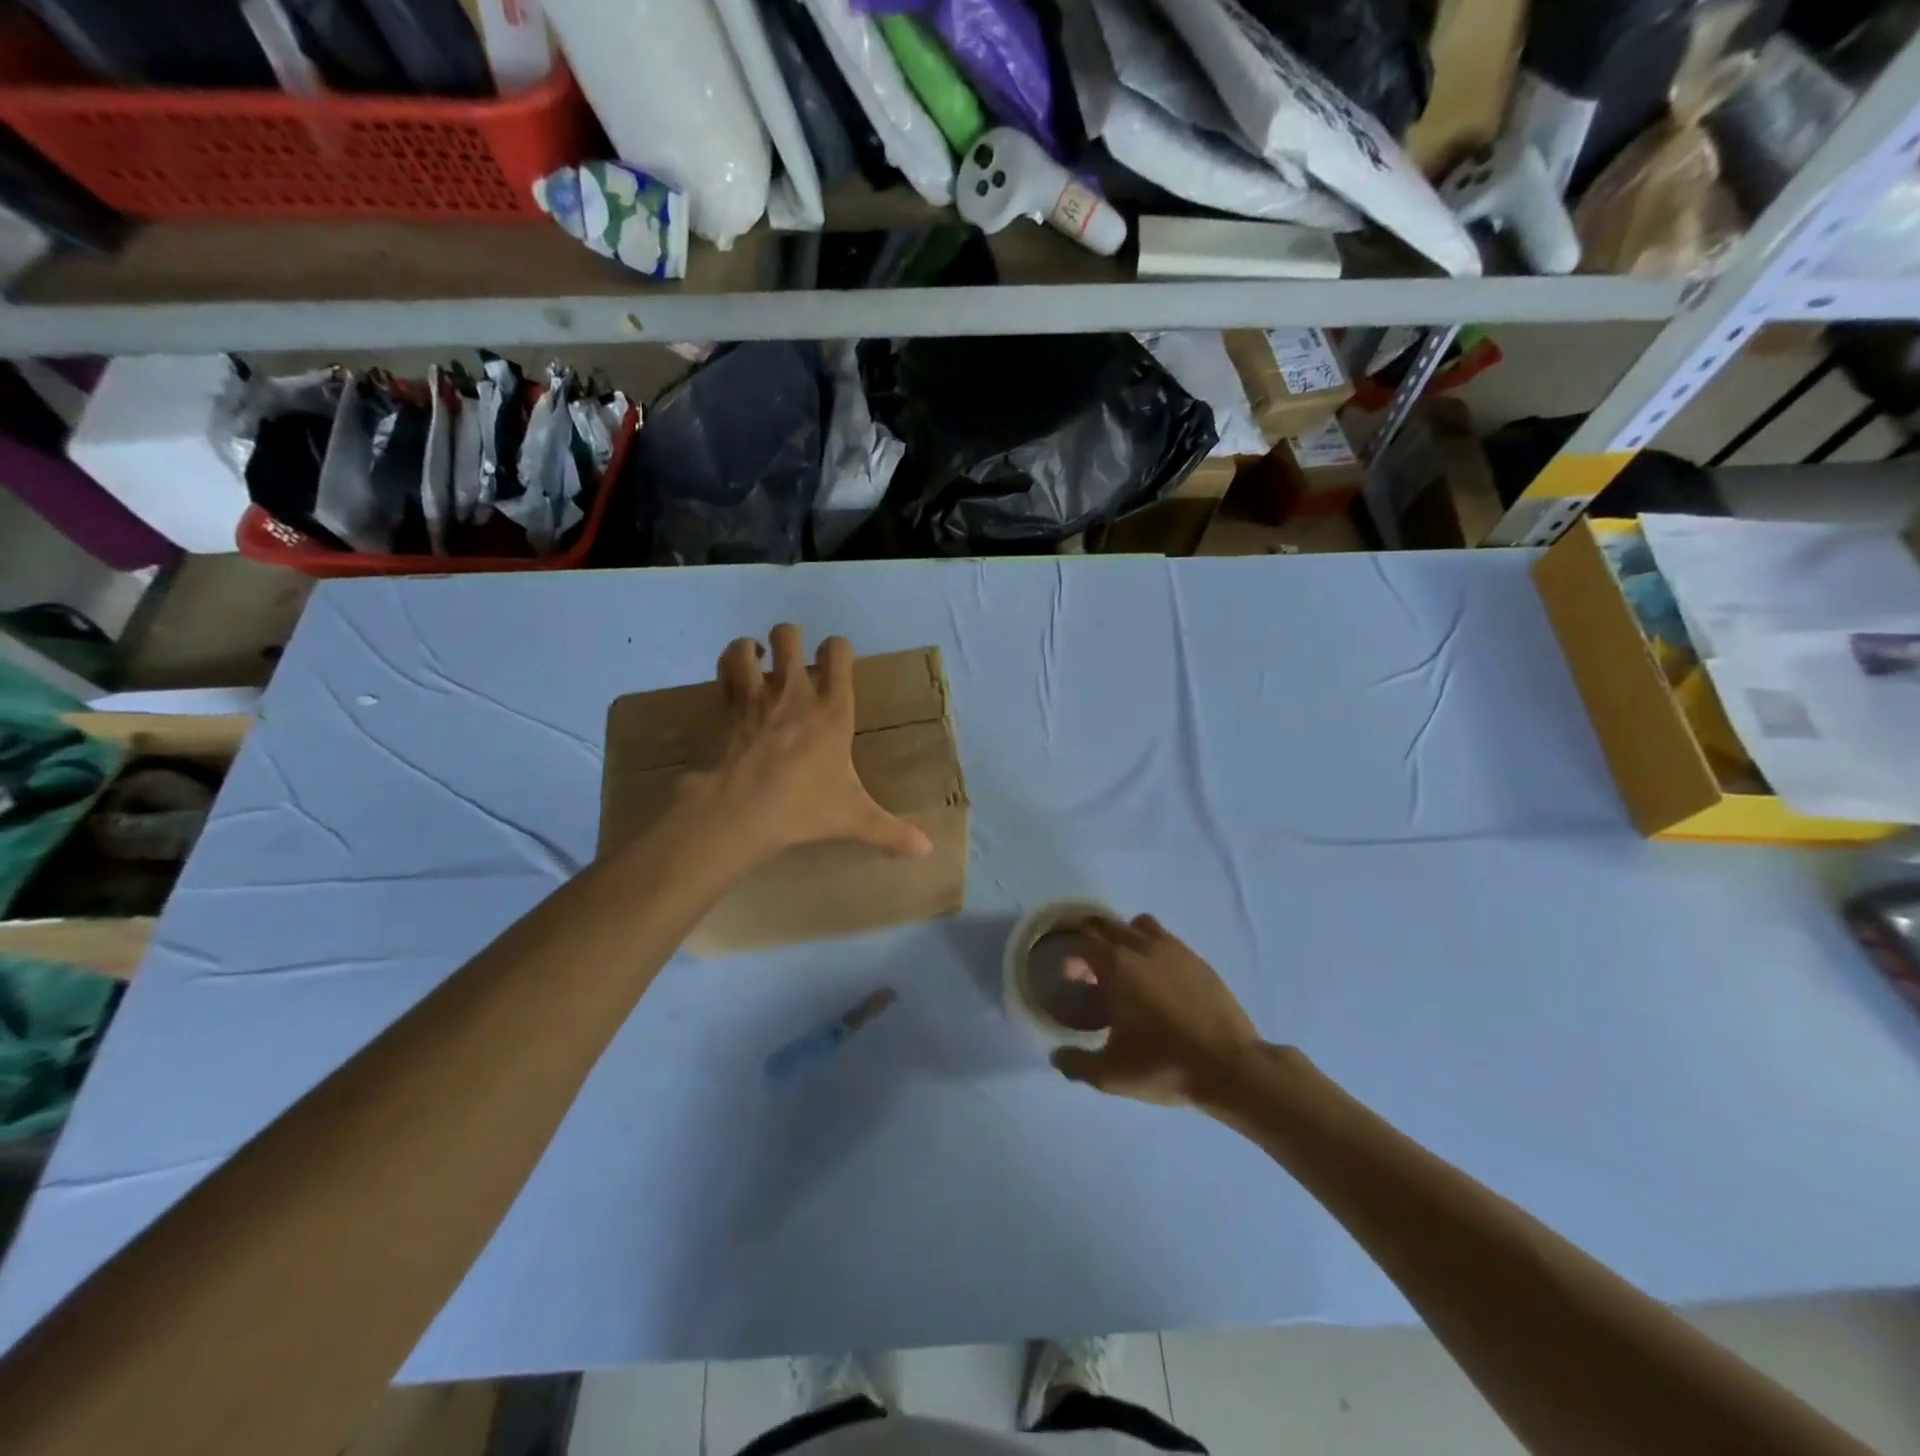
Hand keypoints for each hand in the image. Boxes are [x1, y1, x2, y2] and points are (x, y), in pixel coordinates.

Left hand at [680, 624, 933, 865]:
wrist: (743, 811)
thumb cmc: (805, 807)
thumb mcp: (855, 819)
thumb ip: (892, 831)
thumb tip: (928, 850)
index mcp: (833, 710)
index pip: (838, 652)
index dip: (838, 648)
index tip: (837, 661)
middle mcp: (794, 693)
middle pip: (788, 636)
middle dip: (790, 639)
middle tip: (793, 660)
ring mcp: (756, 697)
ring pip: (746, 647)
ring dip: (751, 649)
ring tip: (757, 662)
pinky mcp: (727, 710)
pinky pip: (724, 672)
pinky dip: (727, 669)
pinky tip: (734, 681)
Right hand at [1051, 915, 1262, 1106]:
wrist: (1231, 1067)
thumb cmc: (1164, 1065)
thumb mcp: (1111, 1075)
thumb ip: (1077, 1063)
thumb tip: (1056, 1056)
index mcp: (1116, 965)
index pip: (1082, 940)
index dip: (1070, 955)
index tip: (1069, 975)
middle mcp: (1142, 947)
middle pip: (1107, 925)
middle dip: (1092, 939)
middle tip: (1089, 967)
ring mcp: (1174, 949)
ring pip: (1139, 925)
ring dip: (1125, 937)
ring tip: (1125, 966)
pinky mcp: (1198, 960)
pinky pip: (1167, 939)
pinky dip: (1153, 948)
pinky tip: (1158, 978)